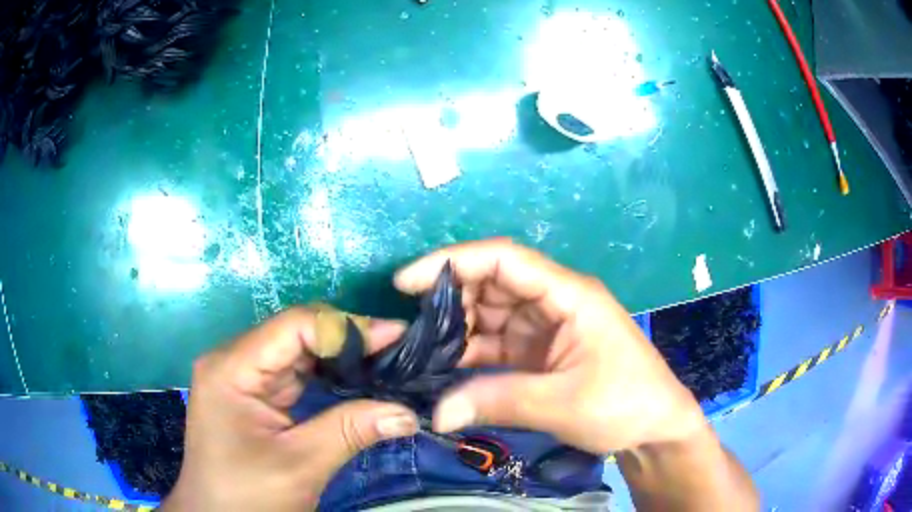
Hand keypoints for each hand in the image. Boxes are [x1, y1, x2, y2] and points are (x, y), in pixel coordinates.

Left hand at [161, 308, 419, 511]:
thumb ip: (350, 431)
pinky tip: (356, 380)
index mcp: (232, 367)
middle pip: (295, 334)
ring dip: (340, 358)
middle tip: (397, 350)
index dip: (345, 328)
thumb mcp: (300, 465)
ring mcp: (242, 378)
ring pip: (298, 352)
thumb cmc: (248, 495)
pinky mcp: (253, 395)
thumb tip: (406, 413)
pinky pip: (294, 374)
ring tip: (385, 361)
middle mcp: (234, 361)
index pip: (293, 326)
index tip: (394, 337)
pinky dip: (327, 376)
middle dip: (347, 341)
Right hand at [394, 238, 705, 453]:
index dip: (453, 262)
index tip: (406, 282)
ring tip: (420, 350)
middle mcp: (554, 302)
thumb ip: (497, 401)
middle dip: (449, 300)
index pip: (504, 260)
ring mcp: (545, 328)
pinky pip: (496, 344)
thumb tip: (437, 411)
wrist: (653, 428)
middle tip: (410, 328)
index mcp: (568, 294)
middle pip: (492, 284)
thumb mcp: (563, 402)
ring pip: (490, 315)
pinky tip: (446, 368)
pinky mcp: (539, 353)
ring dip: (457, 330)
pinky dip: (471, 353)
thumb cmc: (624, 403)